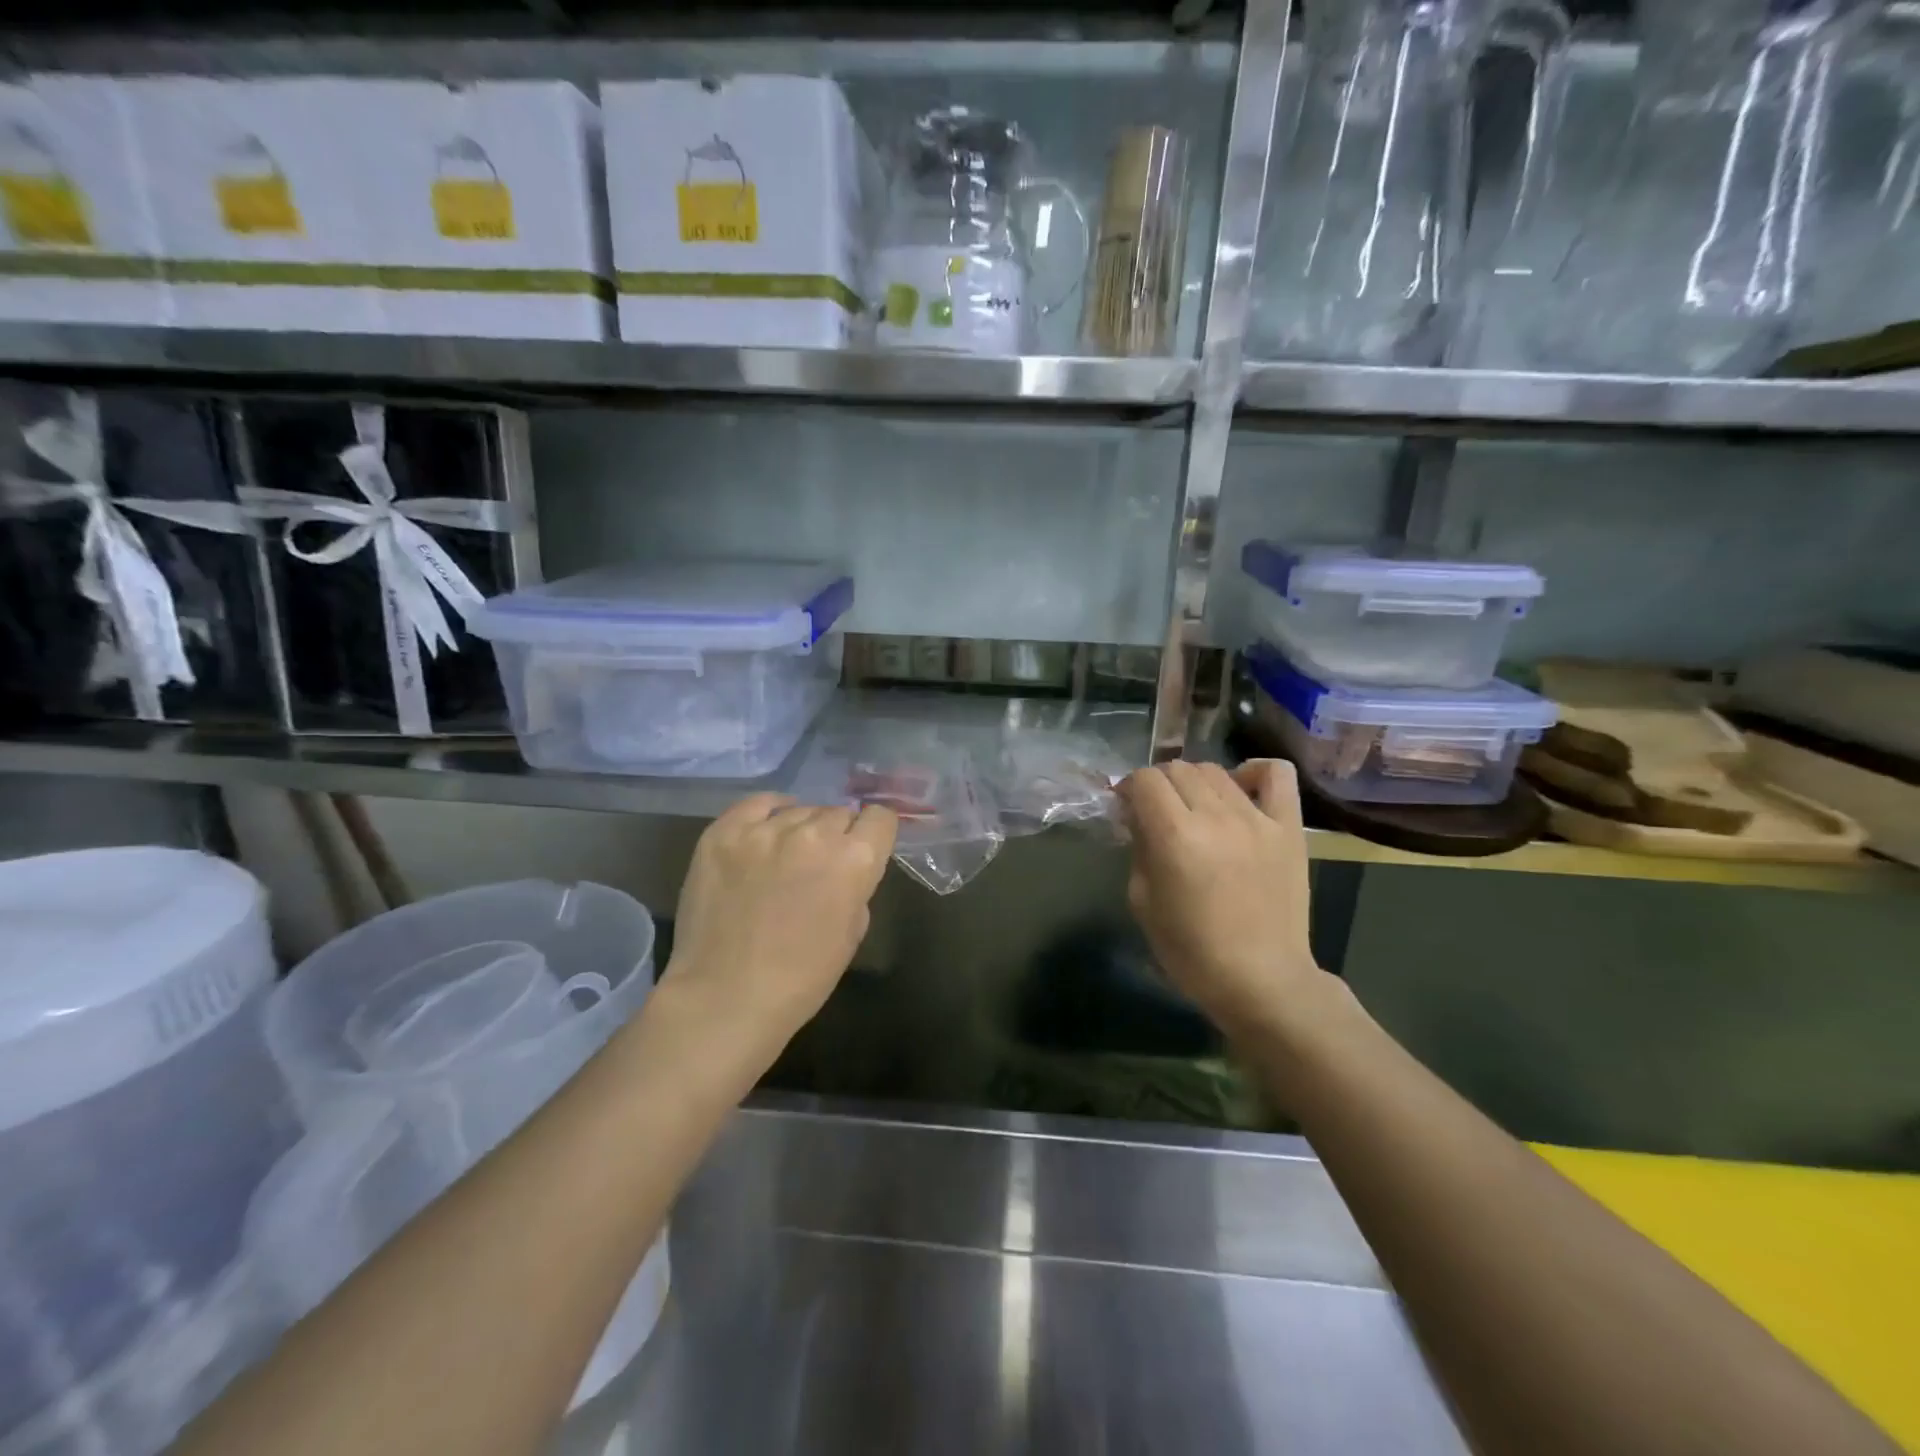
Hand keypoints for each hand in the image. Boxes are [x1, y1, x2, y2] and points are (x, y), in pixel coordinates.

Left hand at [660, 794, 897, 1069]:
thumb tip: (846, 868)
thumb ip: (857, 887)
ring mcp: (766, 830)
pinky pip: (757, 804)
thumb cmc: (801, 979)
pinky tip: (766, 830)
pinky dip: (768, 813)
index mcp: (854, 860)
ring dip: (801, 830)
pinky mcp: (724, 832)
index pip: (880, 818)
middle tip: (820, 864)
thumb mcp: (852, 933)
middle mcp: (815, 833)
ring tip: (785, 857)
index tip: (865, 848)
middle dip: (836, 835)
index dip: (875, 834)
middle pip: (839, 813)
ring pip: (800, 810)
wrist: (726, 998)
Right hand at [1117, 760, 1327, 1039]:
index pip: (1145, 780)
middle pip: (1178, 769)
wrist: (1262, 980)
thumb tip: (1139, 819)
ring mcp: (1257, 819)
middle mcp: (1215, 816)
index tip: (1128, 808)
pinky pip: (1276, 775)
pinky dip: (1253, 772)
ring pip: (1215, 770)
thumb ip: (1138, 850)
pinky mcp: (1289, 828)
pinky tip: (1241, 790)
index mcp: (1174, 836)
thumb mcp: (1142, 902)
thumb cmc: (1192, 951)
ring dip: (1195, 782)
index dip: (1130, 788)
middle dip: (1158, 784)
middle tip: (1157, 812)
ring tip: (1195, 808)